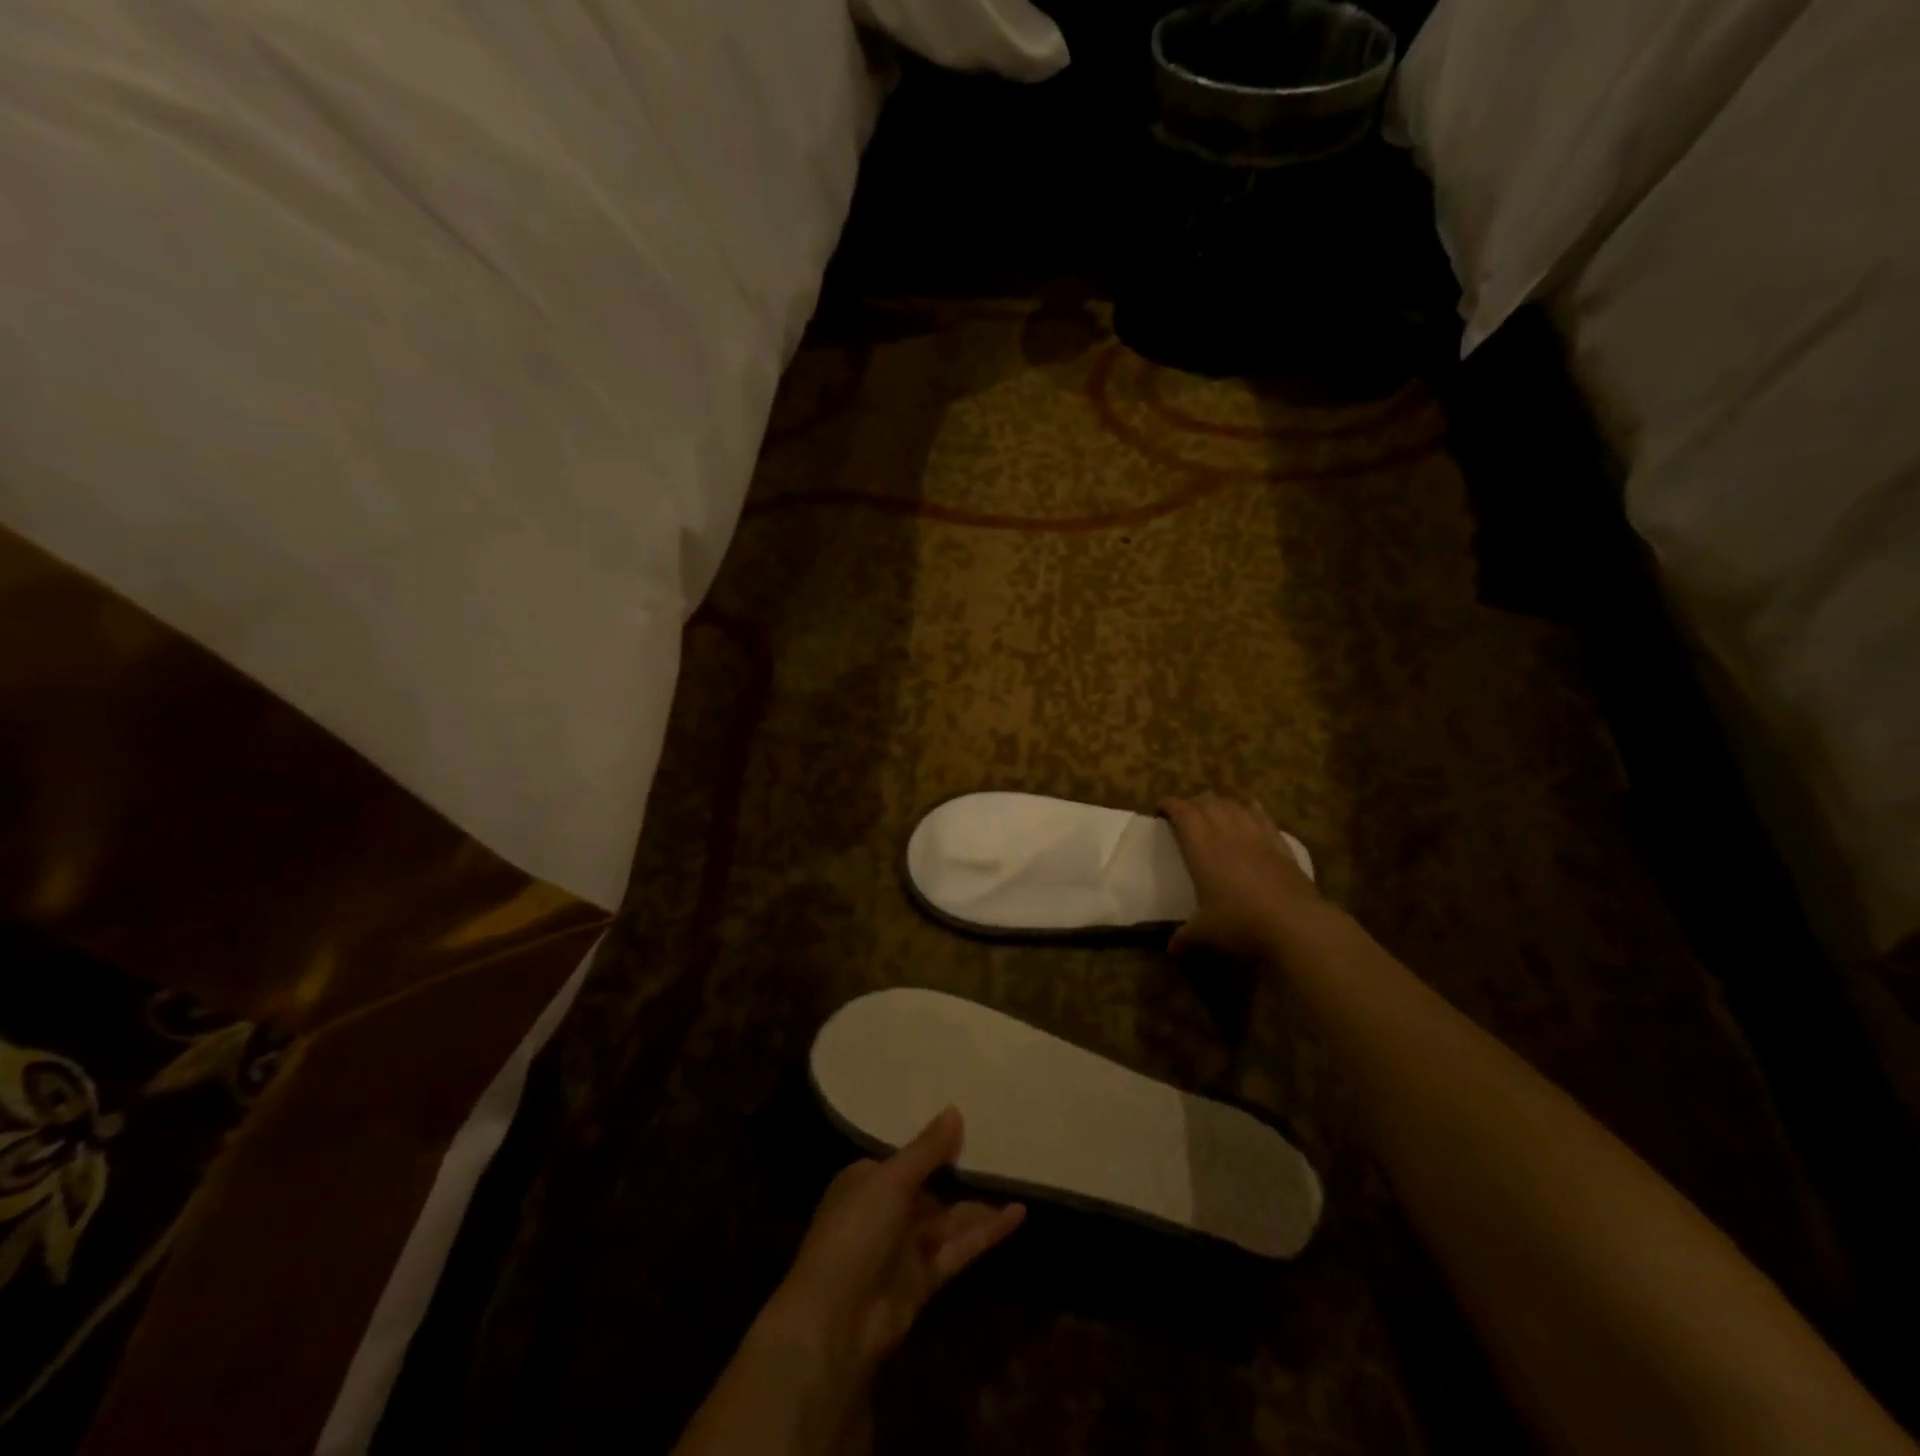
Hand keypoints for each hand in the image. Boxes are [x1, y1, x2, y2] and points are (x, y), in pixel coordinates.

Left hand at [761, 1108, 1024, 1381]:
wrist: (836, 1321)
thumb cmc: (856, 1231)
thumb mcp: (891, 1180)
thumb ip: (927, 1150)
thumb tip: (955, 1110)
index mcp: (866, 1182)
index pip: (905, 1159)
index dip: (933, 1145)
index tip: (968, 1125)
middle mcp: (884, 1211)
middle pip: (929, 1188)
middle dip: (960, 1173)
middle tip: (1001, 1147)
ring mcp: (904, 1247)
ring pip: (947, 1219)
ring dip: (979, 1203)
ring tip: (1017, 1177)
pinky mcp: (924, 1279)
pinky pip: (958, 1247)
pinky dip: (986, 1232)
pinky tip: (1017, 1213)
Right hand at [1160, 792, 1321, 959]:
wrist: (1296, 925)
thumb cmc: (1241, 924)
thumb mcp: (1205, 934)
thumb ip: (1185, 937)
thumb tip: (1172, 949)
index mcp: (1202, 847)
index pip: (1182, 812)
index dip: (1169, 805)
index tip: (1160, 809)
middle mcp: (1228, 833)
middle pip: (1207, 803)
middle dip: (1193, 803)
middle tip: (1185, 813)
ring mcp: (1257, 836)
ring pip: (1234, 805)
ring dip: (1220, 803)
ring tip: (1213, 809)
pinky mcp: (1281, 845)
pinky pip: (1263, 817)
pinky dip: (1251, 809)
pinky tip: (1249, 809)